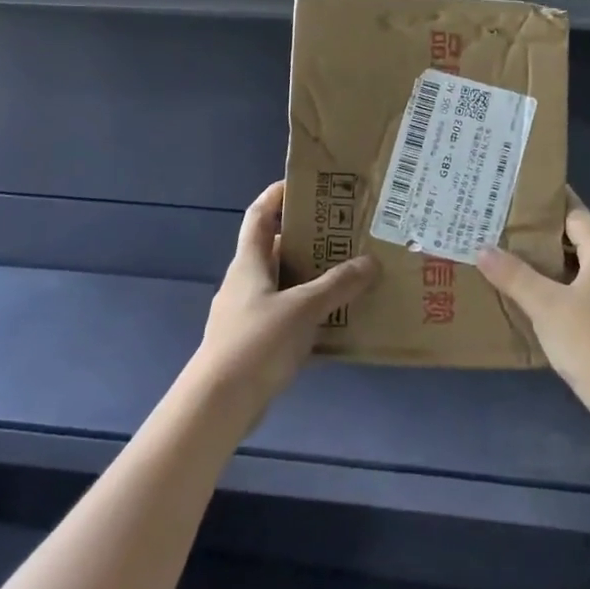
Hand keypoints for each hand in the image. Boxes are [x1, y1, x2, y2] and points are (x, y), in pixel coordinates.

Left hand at [194, 180, 379, 411]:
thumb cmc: (257, 342)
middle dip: (308, 240)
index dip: (276, 196)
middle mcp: (245, 282)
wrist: (219, 403)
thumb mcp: (302, 308)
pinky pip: (287, 317)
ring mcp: (248, 313)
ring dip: (312, 279)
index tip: (303, 185)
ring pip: (284, 285)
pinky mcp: (255, 343)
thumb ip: (337, 285)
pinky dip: (309, 313)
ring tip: (350, 275)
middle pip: (276, 249)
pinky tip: (336, 322)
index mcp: (249, 262)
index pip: (259, 215)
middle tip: (345, 234)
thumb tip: (370, 262)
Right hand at [477, 190, 589, 421]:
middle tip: (504, 230)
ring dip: (551, 264)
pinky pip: (586, 290)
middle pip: (578, 239)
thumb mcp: (545, 305)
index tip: (516, 197)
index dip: (547, 205)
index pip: (575, 214)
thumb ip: (514, 275)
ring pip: (581, 267)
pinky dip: (562, 287)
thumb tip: (483, 249)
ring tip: (512, 260)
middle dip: (542, 236)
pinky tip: (535, 297)